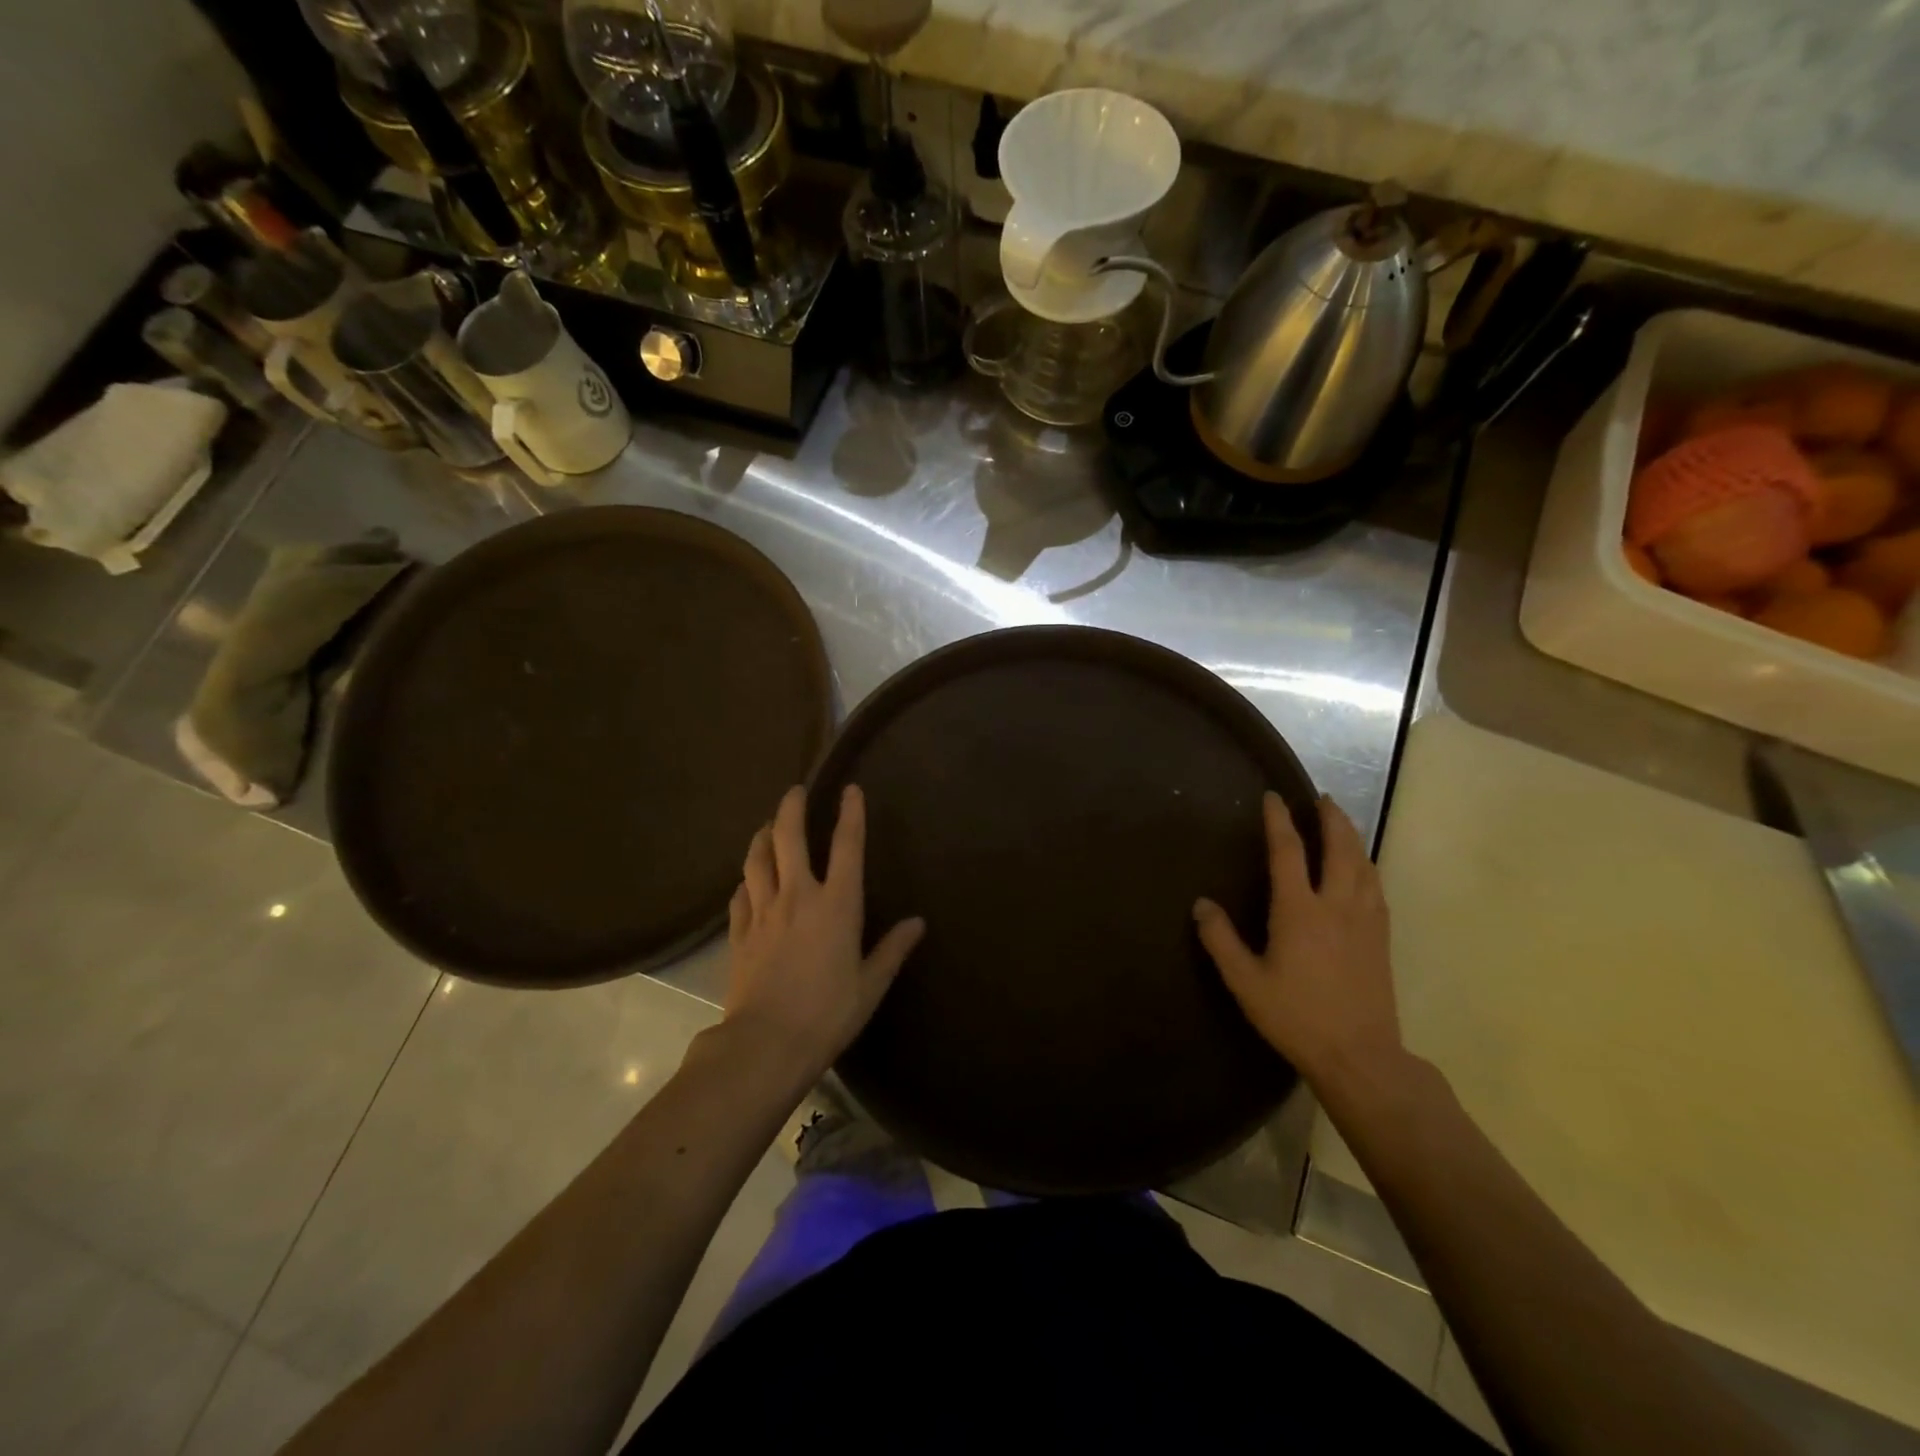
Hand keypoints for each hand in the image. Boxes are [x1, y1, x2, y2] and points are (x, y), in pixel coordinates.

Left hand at [724, 784, 924, 1078]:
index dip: (851, 814)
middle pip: (790, 838)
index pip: (847, 846)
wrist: (766, 1043)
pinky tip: (747, 881)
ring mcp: (763, 912)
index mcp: (837, 905)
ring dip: (763, 837)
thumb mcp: (871, 984)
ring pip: (757, 860)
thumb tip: (918, 923)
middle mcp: (798, 897)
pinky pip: (740, 895)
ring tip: (768, 827)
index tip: (851, 789)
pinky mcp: (739, 934)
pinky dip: (745, 881)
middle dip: (792, 808)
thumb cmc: (828, 1013)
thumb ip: (893, 949)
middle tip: (795, 792)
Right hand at [1193, 792, 1402, 1091]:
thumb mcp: (1245, 982)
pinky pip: (1376, 887)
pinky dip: (1367, 865)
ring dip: (1352, 836)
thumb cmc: (1295, 1017)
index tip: (1273, 797)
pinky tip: (1363, 869)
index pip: (1288, 852)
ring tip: (1341, 823)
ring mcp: (1365, 920)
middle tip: (1321, 798)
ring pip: (1363, 864)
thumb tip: (1201, 904)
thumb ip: (1221, 940)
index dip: (1279, 821)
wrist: (1359, 1055)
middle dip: (1330, 818)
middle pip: (1339, 848)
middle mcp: (1336, 905)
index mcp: (1299, 911)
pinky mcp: (1381, 938)